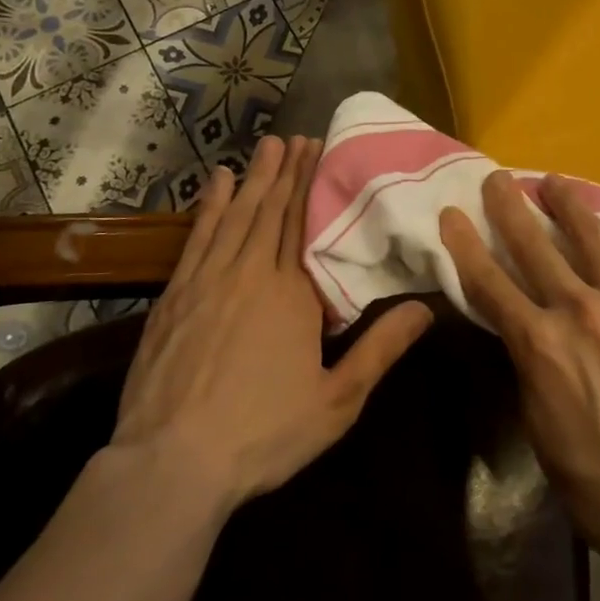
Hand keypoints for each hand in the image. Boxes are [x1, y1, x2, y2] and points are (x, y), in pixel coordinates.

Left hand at [111, 134, 432, 511]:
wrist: (172, 463)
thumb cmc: (263, 433)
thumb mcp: (337, 400)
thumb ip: (381, 349)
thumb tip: (427, 308)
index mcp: (293, 294)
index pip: (305, 225)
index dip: (312, 186)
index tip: (320, 151)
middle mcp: (251, 274)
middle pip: (272, 211)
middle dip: (287, 172)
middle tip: (298, 137)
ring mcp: (207, 281)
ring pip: (236, 216)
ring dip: (253, 178)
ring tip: (266, 146)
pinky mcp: (175, 296)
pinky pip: (197, 238)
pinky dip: (209, 207)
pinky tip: (216, 184)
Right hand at [438, 171, 599, 554]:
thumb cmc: (591, 475)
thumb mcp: (536, 418)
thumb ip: (529, 359)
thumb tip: (527, 325)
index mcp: (538, 341)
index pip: (488, 279)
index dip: (464, 242)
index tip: (451, 213)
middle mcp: (579, 309)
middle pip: (533, 243)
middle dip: (509, 205)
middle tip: (499, 179)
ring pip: (593, 235)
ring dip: (569, 204)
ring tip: (557, 184)